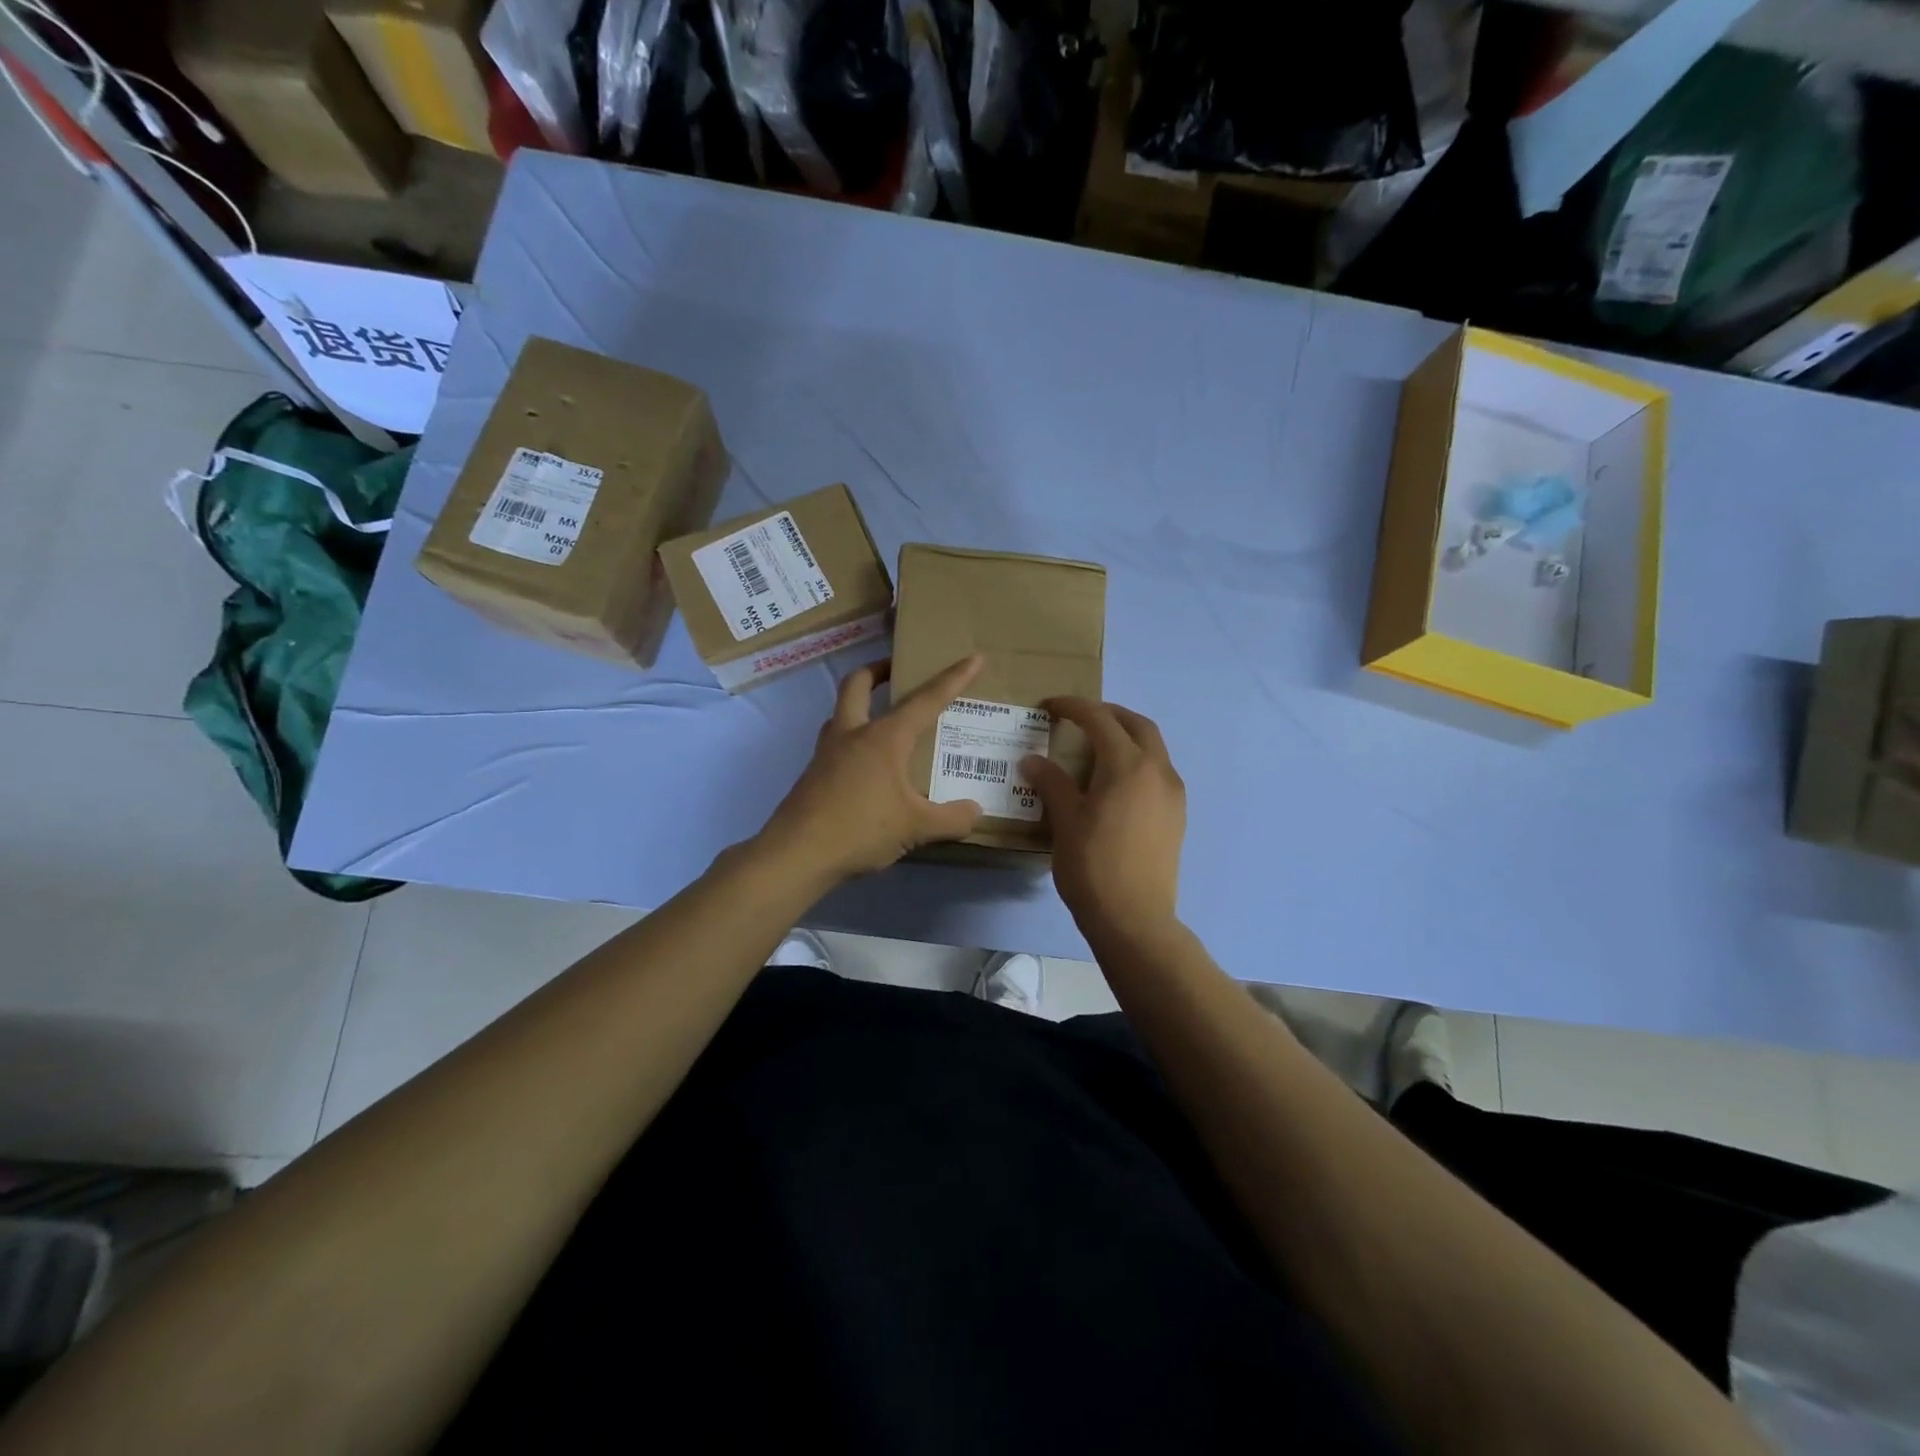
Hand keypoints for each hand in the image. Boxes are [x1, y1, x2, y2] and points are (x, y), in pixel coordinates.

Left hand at [760, 654, 986, 882]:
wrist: (797, 854)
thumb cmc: (861, 829)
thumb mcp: (916, 828)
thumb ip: (951, 819)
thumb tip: (975, 812)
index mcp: (884, 737)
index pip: (926, 700)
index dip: (953, 678)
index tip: (973, 658)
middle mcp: (853, 734)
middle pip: (858, 683)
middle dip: (879, 670)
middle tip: (898, 672)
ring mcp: (827, 752)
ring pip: (841, 712)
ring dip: (861, 705)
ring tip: (884, 720)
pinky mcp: (814, 774)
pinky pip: (836, 743)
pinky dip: (853, 741)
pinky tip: (868, 768)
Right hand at [1023, 698, 1185, 943]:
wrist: (1135, 918)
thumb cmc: (1093, 866)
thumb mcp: (1065, 820)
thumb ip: (1051, 782)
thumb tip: (1032, 760)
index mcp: (1128, 765)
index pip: (1100, 719)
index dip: (1073, 707)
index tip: (1049, 706)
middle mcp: (1158, 771)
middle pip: (1137, 724)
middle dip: (1108, 713)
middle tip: (1079, 718)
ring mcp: (1173, 794)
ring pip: (1153, 747)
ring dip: (1126, 736)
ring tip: (1095, 747)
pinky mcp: (1177, 815)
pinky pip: (1158, 771)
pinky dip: (1137, 760)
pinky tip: (1114, 781)